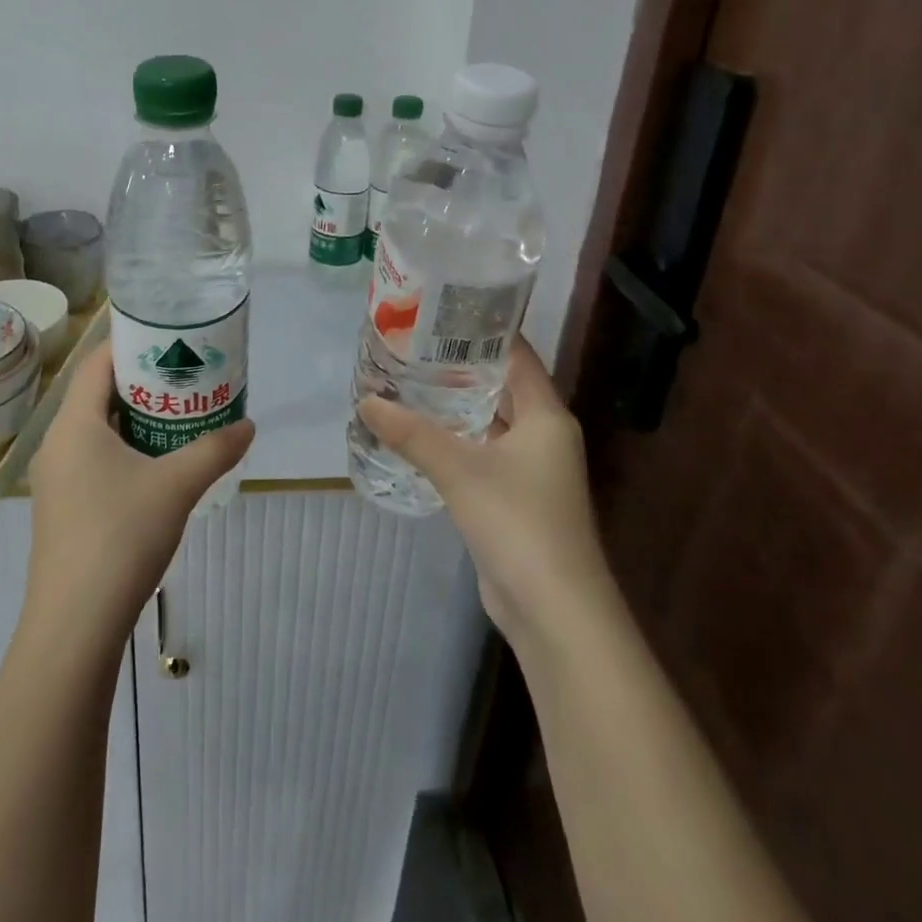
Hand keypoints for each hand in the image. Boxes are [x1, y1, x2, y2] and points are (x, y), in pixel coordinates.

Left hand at [25, 344, 255, 651]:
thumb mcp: (177, 486)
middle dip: (142, 383)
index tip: (171, 340)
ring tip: (179, 416)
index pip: (98, 363)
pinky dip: (123, 449)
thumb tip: (249, 426)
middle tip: (186, 377)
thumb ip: (215, 450)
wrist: (75, 623)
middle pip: (97, 394)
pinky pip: (92, 458)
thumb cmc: (121, 536)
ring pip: (96, 430)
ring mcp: (55, 478)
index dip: (132, 344)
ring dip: (134, 419)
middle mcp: (57, 443)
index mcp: (74, 424)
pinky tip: (156, 465)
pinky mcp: (61, 507)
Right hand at [356, 338, 609, 647]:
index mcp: (545, 415)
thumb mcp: (460, 471)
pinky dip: (454, 438)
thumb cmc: (519, 524)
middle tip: (412, 342)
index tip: (441, 309)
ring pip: (489, 420)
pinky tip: (418, 431)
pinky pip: (481, 451)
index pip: (517, 353)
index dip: (484, 329)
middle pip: (501, 384)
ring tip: (407, 378)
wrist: (554, 611)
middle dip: (460, 364)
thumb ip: (412, 434)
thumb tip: (367, 400)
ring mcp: (530, 468)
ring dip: (454, 403)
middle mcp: (543, 434)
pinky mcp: (513, 496)